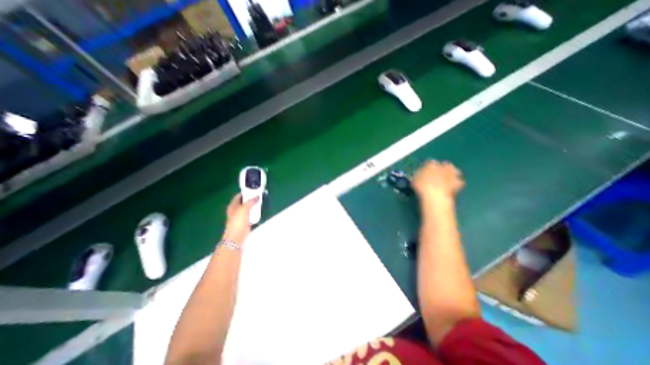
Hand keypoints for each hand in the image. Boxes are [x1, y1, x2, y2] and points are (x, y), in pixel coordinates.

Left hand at [223, 194, 258, 245]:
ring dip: (254, 205)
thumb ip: (250, 202)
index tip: (254, 190)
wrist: (236, 237)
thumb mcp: (244, 209)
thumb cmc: (237, 222)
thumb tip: (257, 196)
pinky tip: (260, 211)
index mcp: (233, 206)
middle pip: (244, 202)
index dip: (245, 192)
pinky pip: (251, 214)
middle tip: (259, 195)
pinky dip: (255, 212)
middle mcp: (236, 210)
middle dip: (251, 199)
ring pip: (248, 208)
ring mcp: (240, 216)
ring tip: (261, 202)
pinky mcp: (245, 222)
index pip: (238, 196)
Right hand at [414, 159, 463, 201]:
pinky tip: (452, 188)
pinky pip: (459, 181)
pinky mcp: (458, 182)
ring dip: (451, 173)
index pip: (429, 162)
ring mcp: (451, 174)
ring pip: (454, 170)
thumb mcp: (414, 180)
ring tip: (446, 180)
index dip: (427, 167)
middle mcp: (442, 166)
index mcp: (430, 164)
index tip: (425, 172)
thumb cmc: (421, 187)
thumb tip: (418, 175)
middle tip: (437, 175)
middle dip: (442, 168)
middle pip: (444, 164)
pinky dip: (456, 183)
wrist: (435, 195)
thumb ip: (417, 176)